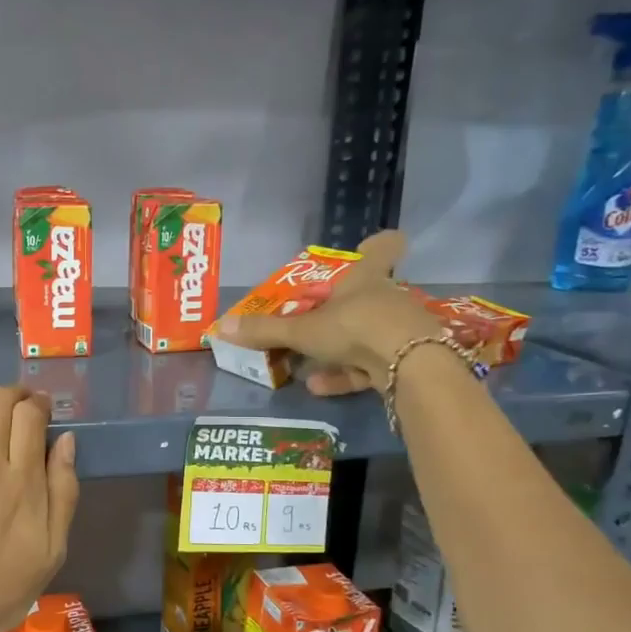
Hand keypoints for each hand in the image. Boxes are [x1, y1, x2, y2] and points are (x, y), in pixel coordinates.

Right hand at [217, 230, 439, 395]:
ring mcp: (400, 330)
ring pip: (367, 334)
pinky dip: (345, 374)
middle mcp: (387, 298)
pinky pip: (370, 365)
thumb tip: (221, 326)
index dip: (376, 244)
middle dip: (343, 309)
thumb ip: (266, 330)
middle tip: (315, 319)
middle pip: (368, 296)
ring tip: (304, 367)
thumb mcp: (302, 330)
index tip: (367, 246)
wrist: (409, 365)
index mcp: (366, 277)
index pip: (381, 247)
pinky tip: (317, 387)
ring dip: (338, 349)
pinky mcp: (406, 361)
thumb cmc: (355, 327)